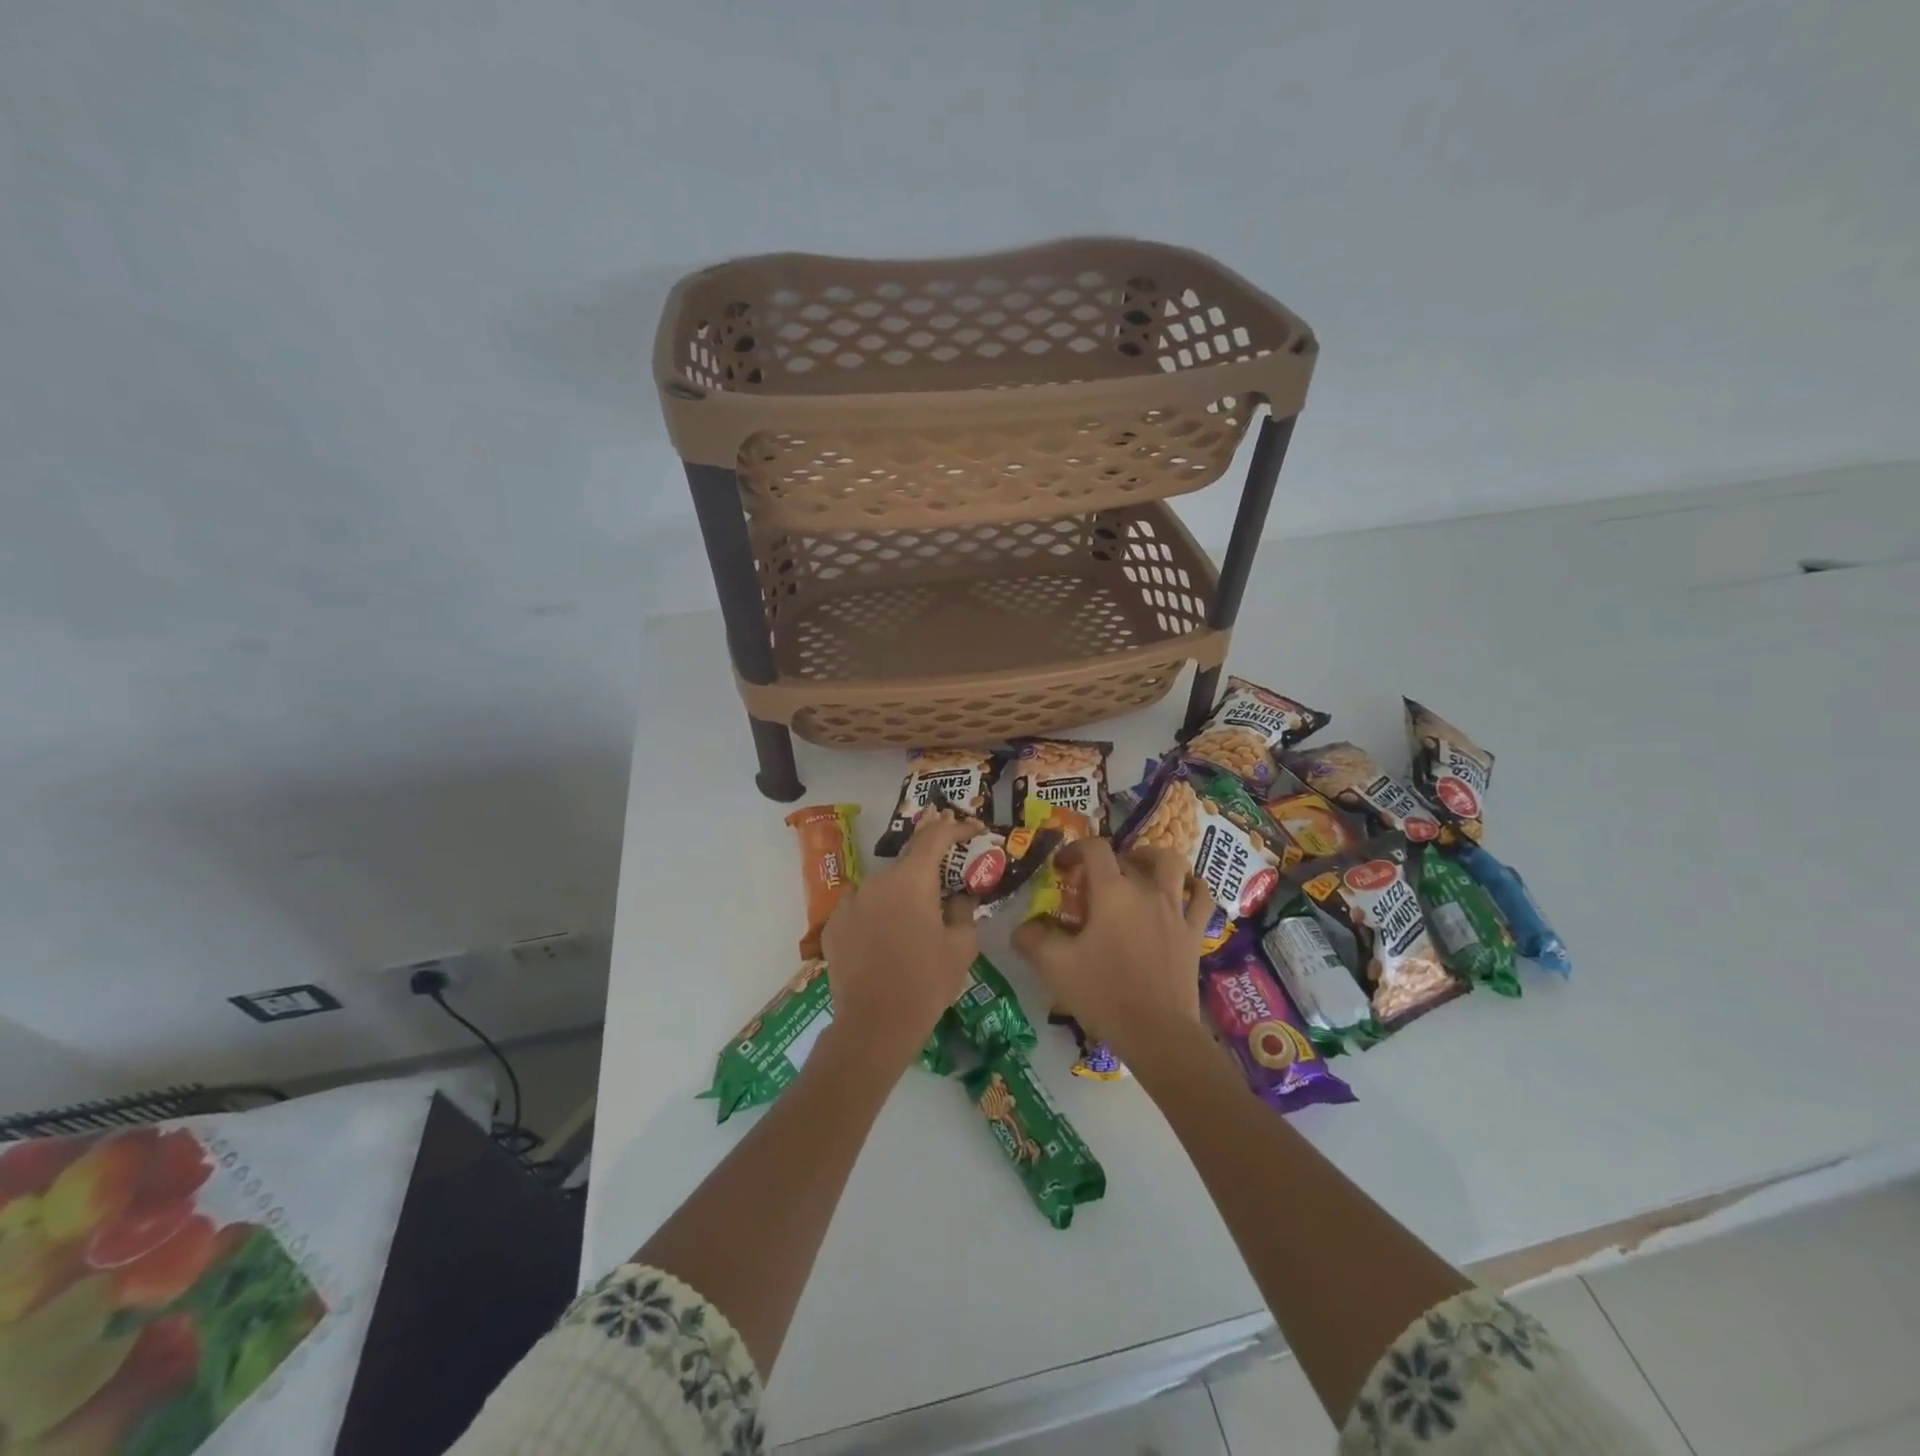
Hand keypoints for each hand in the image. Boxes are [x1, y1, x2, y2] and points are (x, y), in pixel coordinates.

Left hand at [820, 809, 980, 1073]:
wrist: (874, 1025)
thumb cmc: (926, 982)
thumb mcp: (961, 947)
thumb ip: (964, 911)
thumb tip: (960, 898)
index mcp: (910, 879)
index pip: (934, 836)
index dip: (956, 827)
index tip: (972, 828)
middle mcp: (876, 881)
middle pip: (907, 864)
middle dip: (928, 871)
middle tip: (946, 888)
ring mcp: (850, 902)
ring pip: (883, 889)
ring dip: (900, 897)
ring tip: (913, 927)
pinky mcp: (833, 926)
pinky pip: (862, 911)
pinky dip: (876, 917)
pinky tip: (886, 943)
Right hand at [1013, 838, 1214, 1064]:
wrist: (1157, 1033)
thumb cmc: (1103, 993)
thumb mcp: (1055, 967)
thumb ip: (1033, 940)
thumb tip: (1020, 929)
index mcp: (1112, 892)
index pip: (1095, 849)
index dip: (1075, 849)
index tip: (1061, 867)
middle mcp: (1146, 891)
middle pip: (1129, 857)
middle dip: (1107, 861)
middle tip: (1092, 881)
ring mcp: (1175, 910)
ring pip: (1172, 866)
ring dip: (1153, 859)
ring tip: (1139, 869)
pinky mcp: (1193, 933)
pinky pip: (1201, 898)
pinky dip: (1193, 887)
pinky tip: (1184, 890)